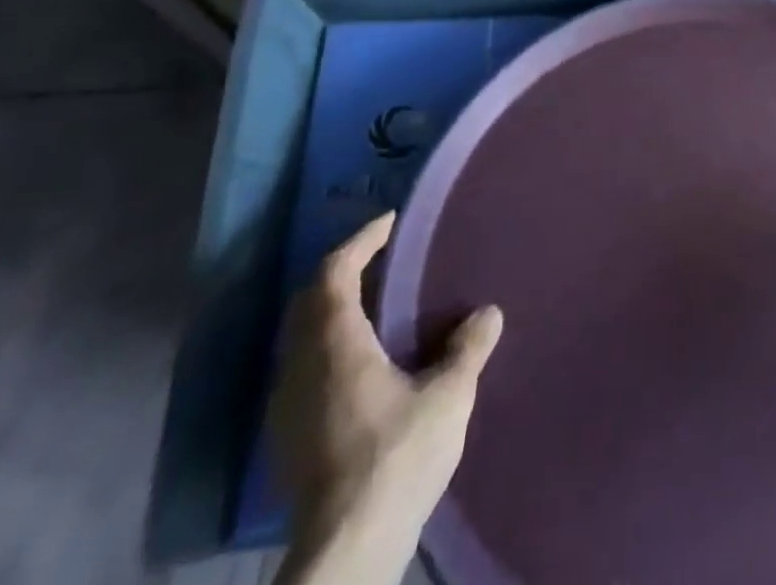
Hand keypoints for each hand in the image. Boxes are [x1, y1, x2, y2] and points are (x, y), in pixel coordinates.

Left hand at [269, 213, 502, 584]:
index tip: (389, 222)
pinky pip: (302, 368)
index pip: (335, 273)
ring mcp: (287, 406)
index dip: (360, 241)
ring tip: (373, 305)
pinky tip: (359, 364)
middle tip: (379, 258)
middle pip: (308, 301)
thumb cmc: (395, 459)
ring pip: (300, 336)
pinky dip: (327, 346)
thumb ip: (468, 349)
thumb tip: (488, 313)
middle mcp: (302, 367)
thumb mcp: (447, 397)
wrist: (345, 552)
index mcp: (336, 345)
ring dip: (331, 310)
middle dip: (341, 271)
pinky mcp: (286, 439)